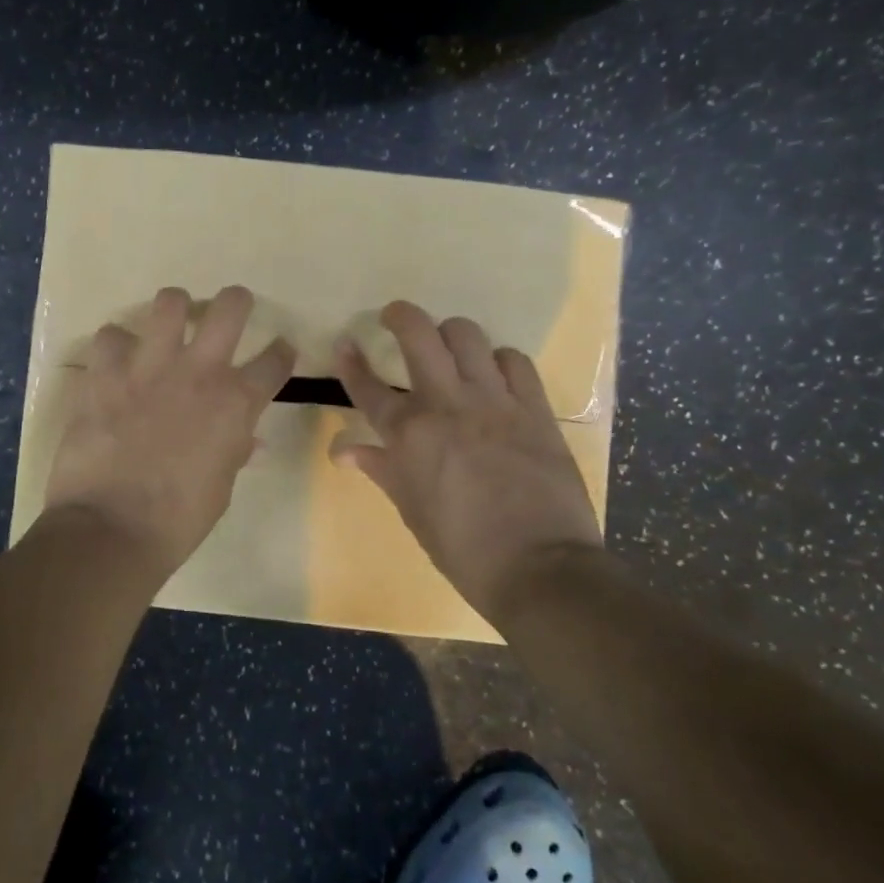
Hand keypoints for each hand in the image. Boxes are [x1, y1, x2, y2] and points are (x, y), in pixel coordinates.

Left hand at [43, 285, 295, 572]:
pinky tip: (115, 362)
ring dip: (174, 310)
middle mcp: (199, 371)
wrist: (112, 528)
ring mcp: (149, 366)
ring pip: (170, 302)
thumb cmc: (178, 520)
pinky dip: (116, 346)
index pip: (275, 361)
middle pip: (230, 306)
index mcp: (236, 403)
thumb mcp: (221, 486)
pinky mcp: (105, 372)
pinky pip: (110, 335)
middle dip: (236, 302)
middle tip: (228, 312)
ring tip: (169, 325)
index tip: (279, 352)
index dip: (281, 354)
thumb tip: (243, 437)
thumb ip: (233, 449)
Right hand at [331, 301, 602, 619]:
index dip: (351, 362)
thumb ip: (381, 469)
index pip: (368, 386)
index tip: (344, 343)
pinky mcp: (534, 408)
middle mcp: (446, 404)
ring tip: (448, 347)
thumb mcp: (412, 510)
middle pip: (418, 335)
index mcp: (408, 434)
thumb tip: (344, 452)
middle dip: (400, 315)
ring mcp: (494, 401)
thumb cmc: (462, 548)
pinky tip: (495, 374)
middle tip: (394, 317)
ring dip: (451, 334)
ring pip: (467, 336)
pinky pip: (515, 361)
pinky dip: (499, 360)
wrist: (539, 567)